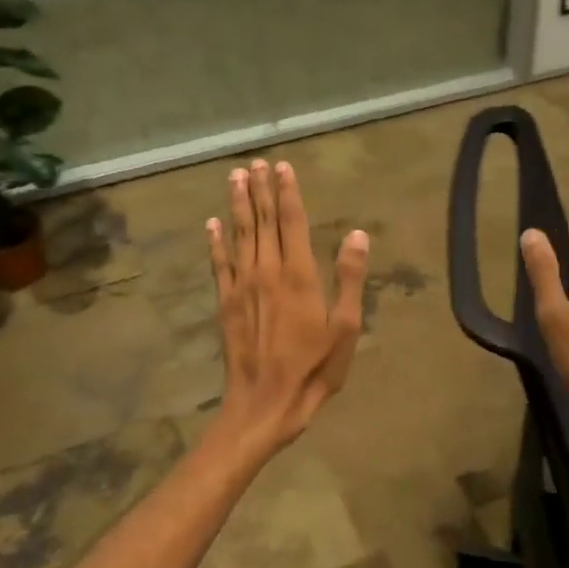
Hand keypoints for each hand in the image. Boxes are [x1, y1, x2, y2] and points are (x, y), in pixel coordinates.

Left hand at [206, 159, 368, 456]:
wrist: (264, 404)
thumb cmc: (313, 369)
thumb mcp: (345, 328)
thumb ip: (348, 278)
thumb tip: (357, 234)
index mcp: (298, 275)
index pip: (292, 222)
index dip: (288, 193)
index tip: (282, 167)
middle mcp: (266, 272)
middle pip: (262, 222)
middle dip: (259, 190)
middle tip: (255, 163)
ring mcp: (242, 286)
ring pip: (239, 235)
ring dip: (237, 205)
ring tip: (235, 177)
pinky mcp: (226, 303)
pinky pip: (219, 263)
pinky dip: (215, 241)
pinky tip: (211, 224)